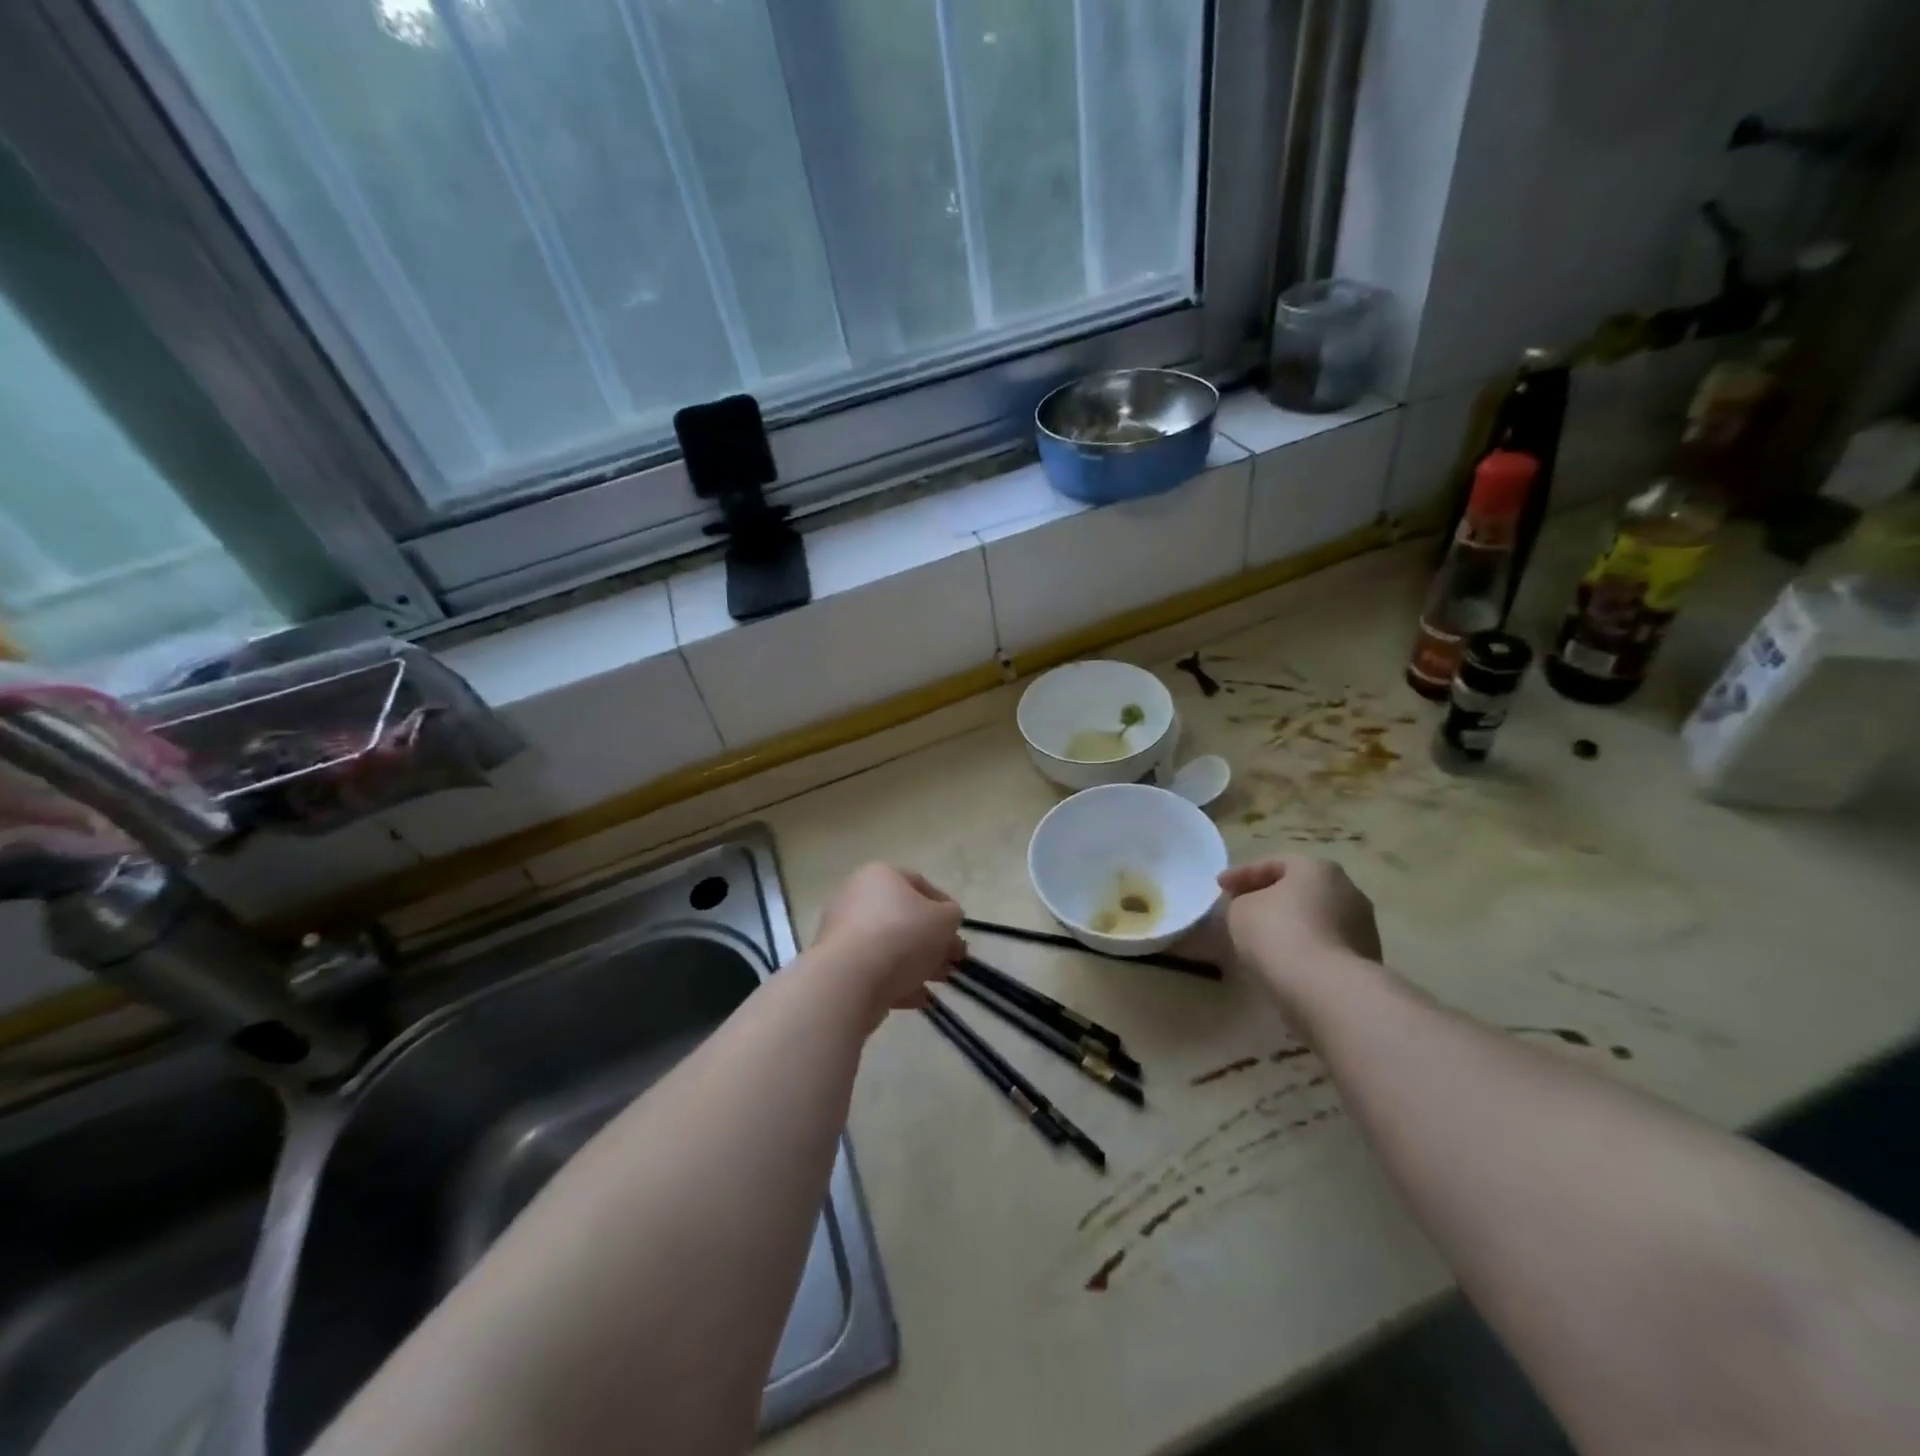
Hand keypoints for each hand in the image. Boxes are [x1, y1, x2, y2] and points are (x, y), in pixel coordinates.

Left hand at [813, 863, 963, 1026]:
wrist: (850, 978)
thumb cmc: (902, 935)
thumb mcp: (944, 919)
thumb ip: (952, 915)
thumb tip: (947, 919)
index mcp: (880, 875)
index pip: (919, 884)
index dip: (945, 907)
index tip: (959, 930)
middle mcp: (856, 897)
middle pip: (904, 918)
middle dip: (933, 940)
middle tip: (953, 960)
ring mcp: (842, 932)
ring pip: (890, 946)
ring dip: (918, 963)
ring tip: (939, 982)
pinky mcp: (837, 965)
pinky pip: (874, 970)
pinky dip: (896, 981)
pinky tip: (918, 998)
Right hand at [1217, 856, 1380, 1007]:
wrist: (1328, 990)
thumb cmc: (1279, 935)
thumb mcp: (1240, 910)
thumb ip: (1242, 901)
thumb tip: (1253, 909)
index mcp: (1318, 868)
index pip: (1273, 863)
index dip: (1241, 874)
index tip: (1219, 887)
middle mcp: (1347, 890)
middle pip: (1299, 890)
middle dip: (1270, 898)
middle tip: (1243, 910)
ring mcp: (1363, 926)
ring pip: (1315, 919)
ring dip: (1291, 925)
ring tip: (1263, 941)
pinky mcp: (1366, 960)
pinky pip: (1326, 946)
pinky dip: (1305, 949)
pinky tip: (1285, 962)